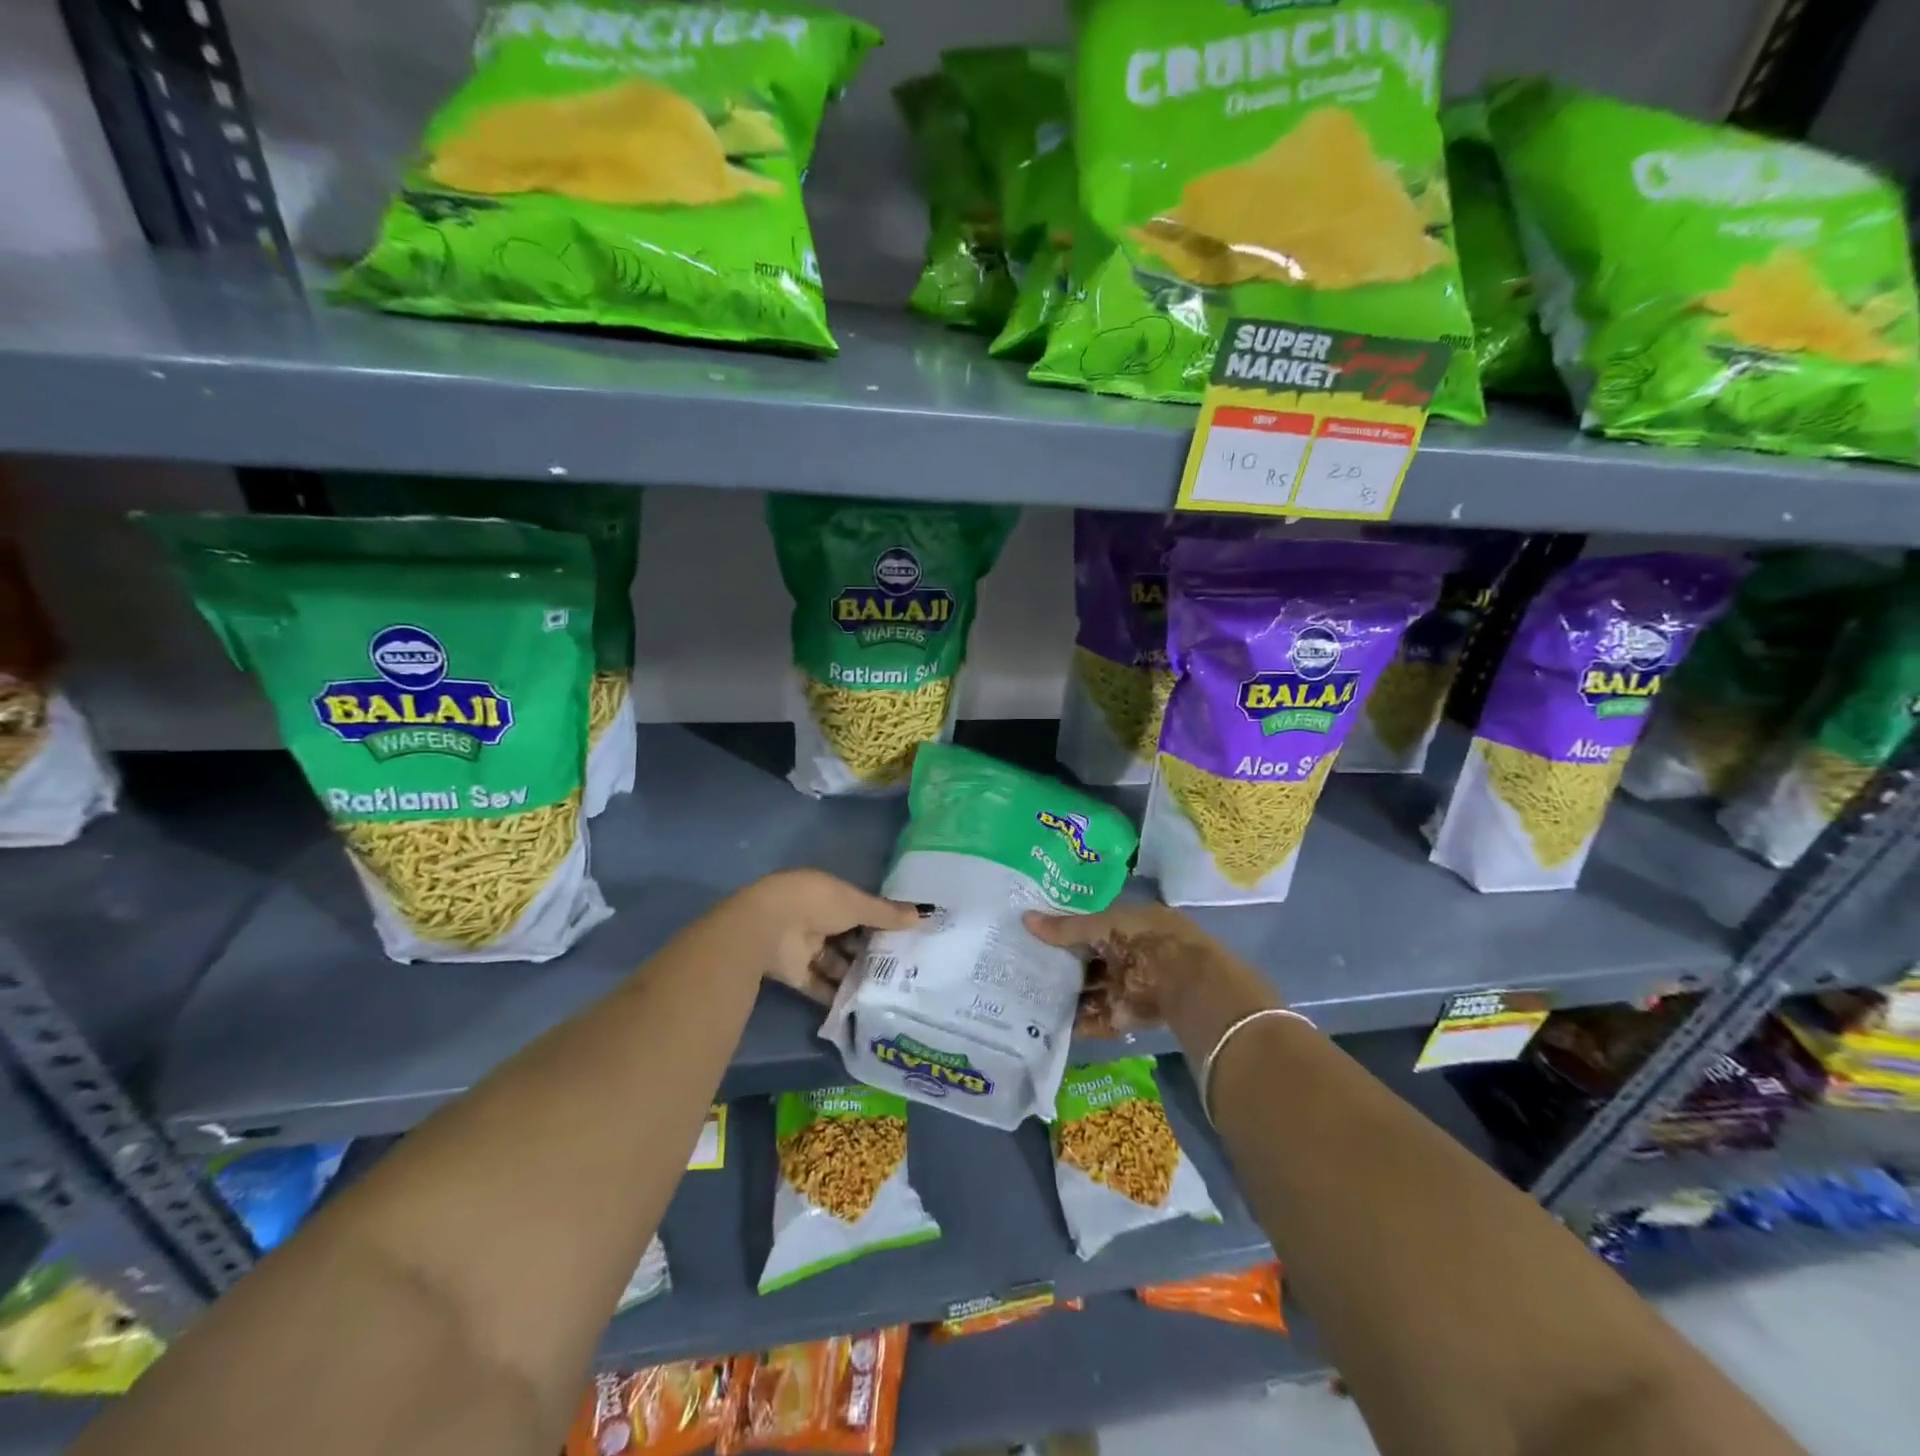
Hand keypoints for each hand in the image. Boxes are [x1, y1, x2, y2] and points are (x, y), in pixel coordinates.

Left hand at [740, 869, 921, 1003]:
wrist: (767, 927)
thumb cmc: (817, 904)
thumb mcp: (858, 905)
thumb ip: (888, 914)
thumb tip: (926, 914)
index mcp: (827, 894)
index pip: (858, 908)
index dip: (879, 921)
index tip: (905, 937)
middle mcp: (815, 918)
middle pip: (847, 937)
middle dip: (870, 951)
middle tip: (902, 968)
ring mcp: (803, 946)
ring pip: (835, 963)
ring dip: (856, 975)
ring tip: (888, 990)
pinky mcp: (794, 974)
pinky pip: (820, 985)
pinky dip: (837, 995)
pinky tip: (863, 1006)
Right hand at [1024, 902, 1224, 1036]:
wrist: (1186, 982)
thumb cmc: (1145, 940)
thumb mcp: (1103, 925)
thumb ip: (1065, 928)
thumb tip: (1025, 919)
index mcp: (1126, 925)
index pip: (1088, 926)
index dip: (1062, 930)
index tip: (1031, 935)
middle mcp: (1127, 954)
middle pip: (1087, 961)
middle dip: (1060, 966)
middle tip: (1021, 967)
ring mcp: (1127, 986)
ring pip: (1089, 990)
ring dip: (1065, 995)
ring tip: (1026, 997)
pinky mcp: (1126, 1016)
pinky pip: (1096, 1018)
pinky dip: (1076, 1023)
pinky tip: (1047, 1024)